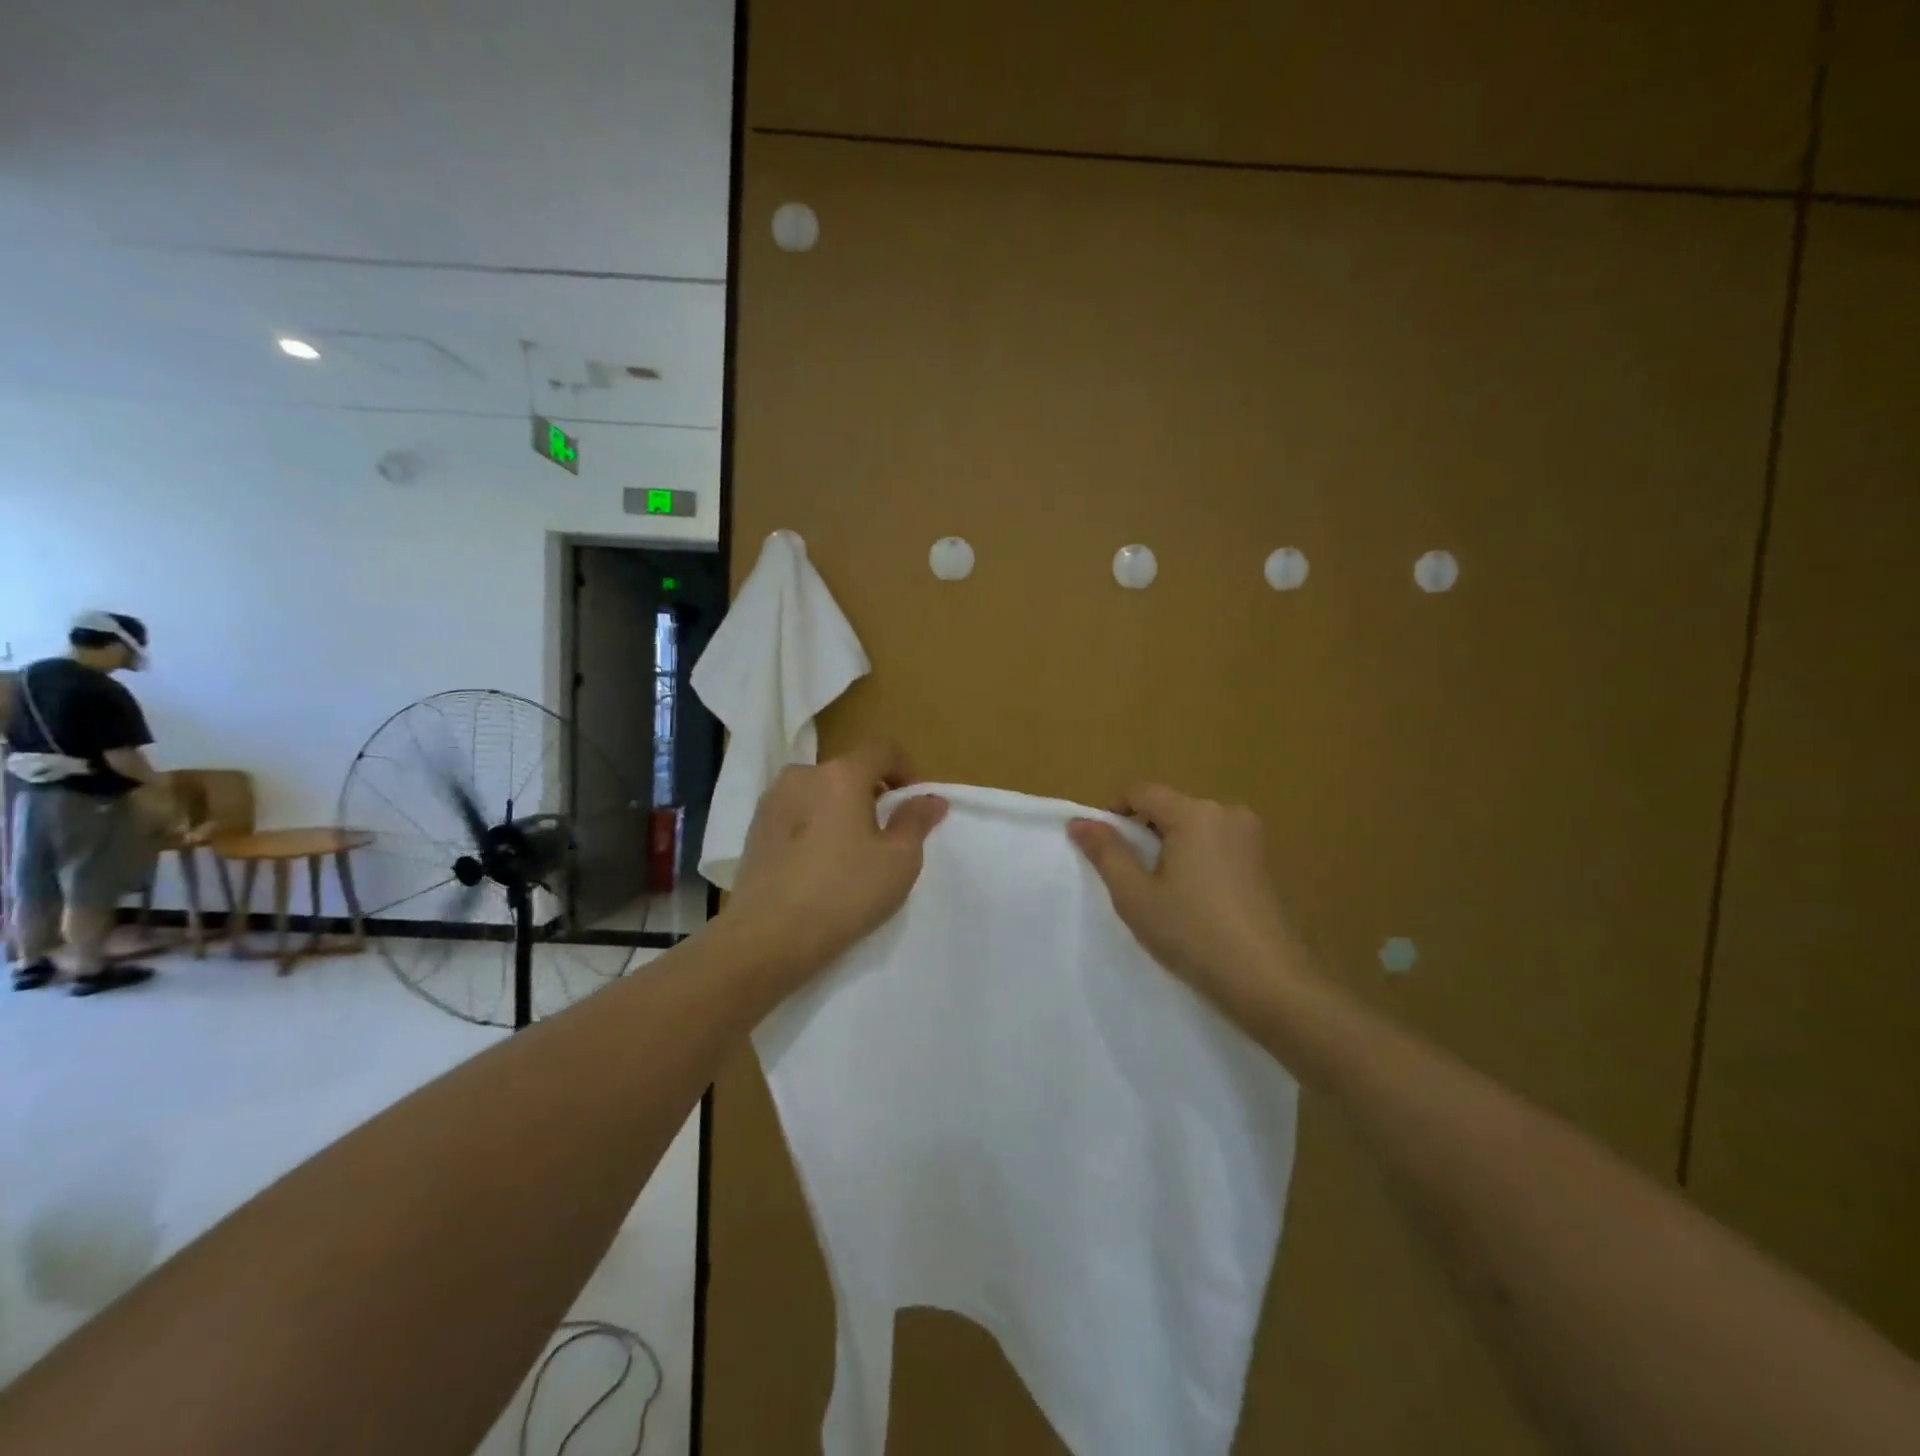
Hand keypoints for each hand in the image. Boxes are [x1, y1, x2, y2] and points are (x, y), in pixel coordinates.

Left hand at [722, 741, 947, 983]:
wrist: (767, 937)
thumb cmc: (844, 892)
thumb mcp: (899, 861)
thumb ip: (917, 821)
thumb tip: (930, 798)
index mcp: (841, 774)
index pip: (882, 749)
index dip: (906, 769)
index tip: (914, 804)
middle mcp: (802, 775)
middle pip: (848, 771)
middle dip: (872, 793)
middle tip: (885, 834)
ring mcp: (771, 801)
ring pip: (818, 793)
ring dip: (840, 809)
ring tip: (849, 852)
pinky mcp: (753, 829)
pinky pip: (795, 814)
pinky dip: (813, 826)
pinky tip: (817, 865)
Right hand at [1069, 786, 1304, 1018]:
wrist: (1267, 981)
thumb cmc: (1192, 933)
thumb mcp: (1135, 894)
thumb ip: (1106, 852)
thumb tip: (1079, 821)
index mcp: (1195, 813)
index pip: (1141, 792)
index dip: (1114, 813)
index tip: (1102, 850)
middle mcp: (1227, 812)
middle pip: (1169, 807)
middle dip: (1143, 833)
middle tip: (1129, 878)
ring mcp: (1250, 837)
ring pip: (1192, 827)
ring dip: (1169, 848)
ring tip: (1160, 893)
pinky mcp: (1262, 862)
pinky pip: (1215, 845)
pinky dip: (1195, 860)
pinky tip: (1193, 900)